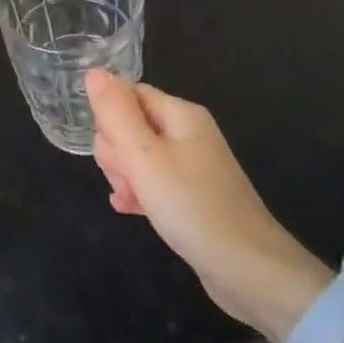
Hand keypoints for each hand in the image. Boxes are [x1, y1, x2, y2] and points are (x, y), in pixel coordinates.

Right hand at [87, 71, 330, 340]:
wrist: (250, 271)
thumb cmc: (192, 207)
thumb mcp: (144, 157)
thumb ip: (115, 113)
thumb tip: (93, 71)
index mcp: (180, 114)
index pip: (127, 94)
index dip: (109, 119)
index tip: (113, 150)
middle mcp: (188, 132)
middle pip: (131, 124)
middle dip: (117, 152)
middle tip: (128, 179)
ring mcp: (192, 165)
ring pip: (138, 156)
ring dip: (125, 176)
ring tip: (131, 199)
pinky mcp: (192, 194)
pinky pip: (153, 181)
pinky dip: (140, 192)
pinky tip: (130, 209)